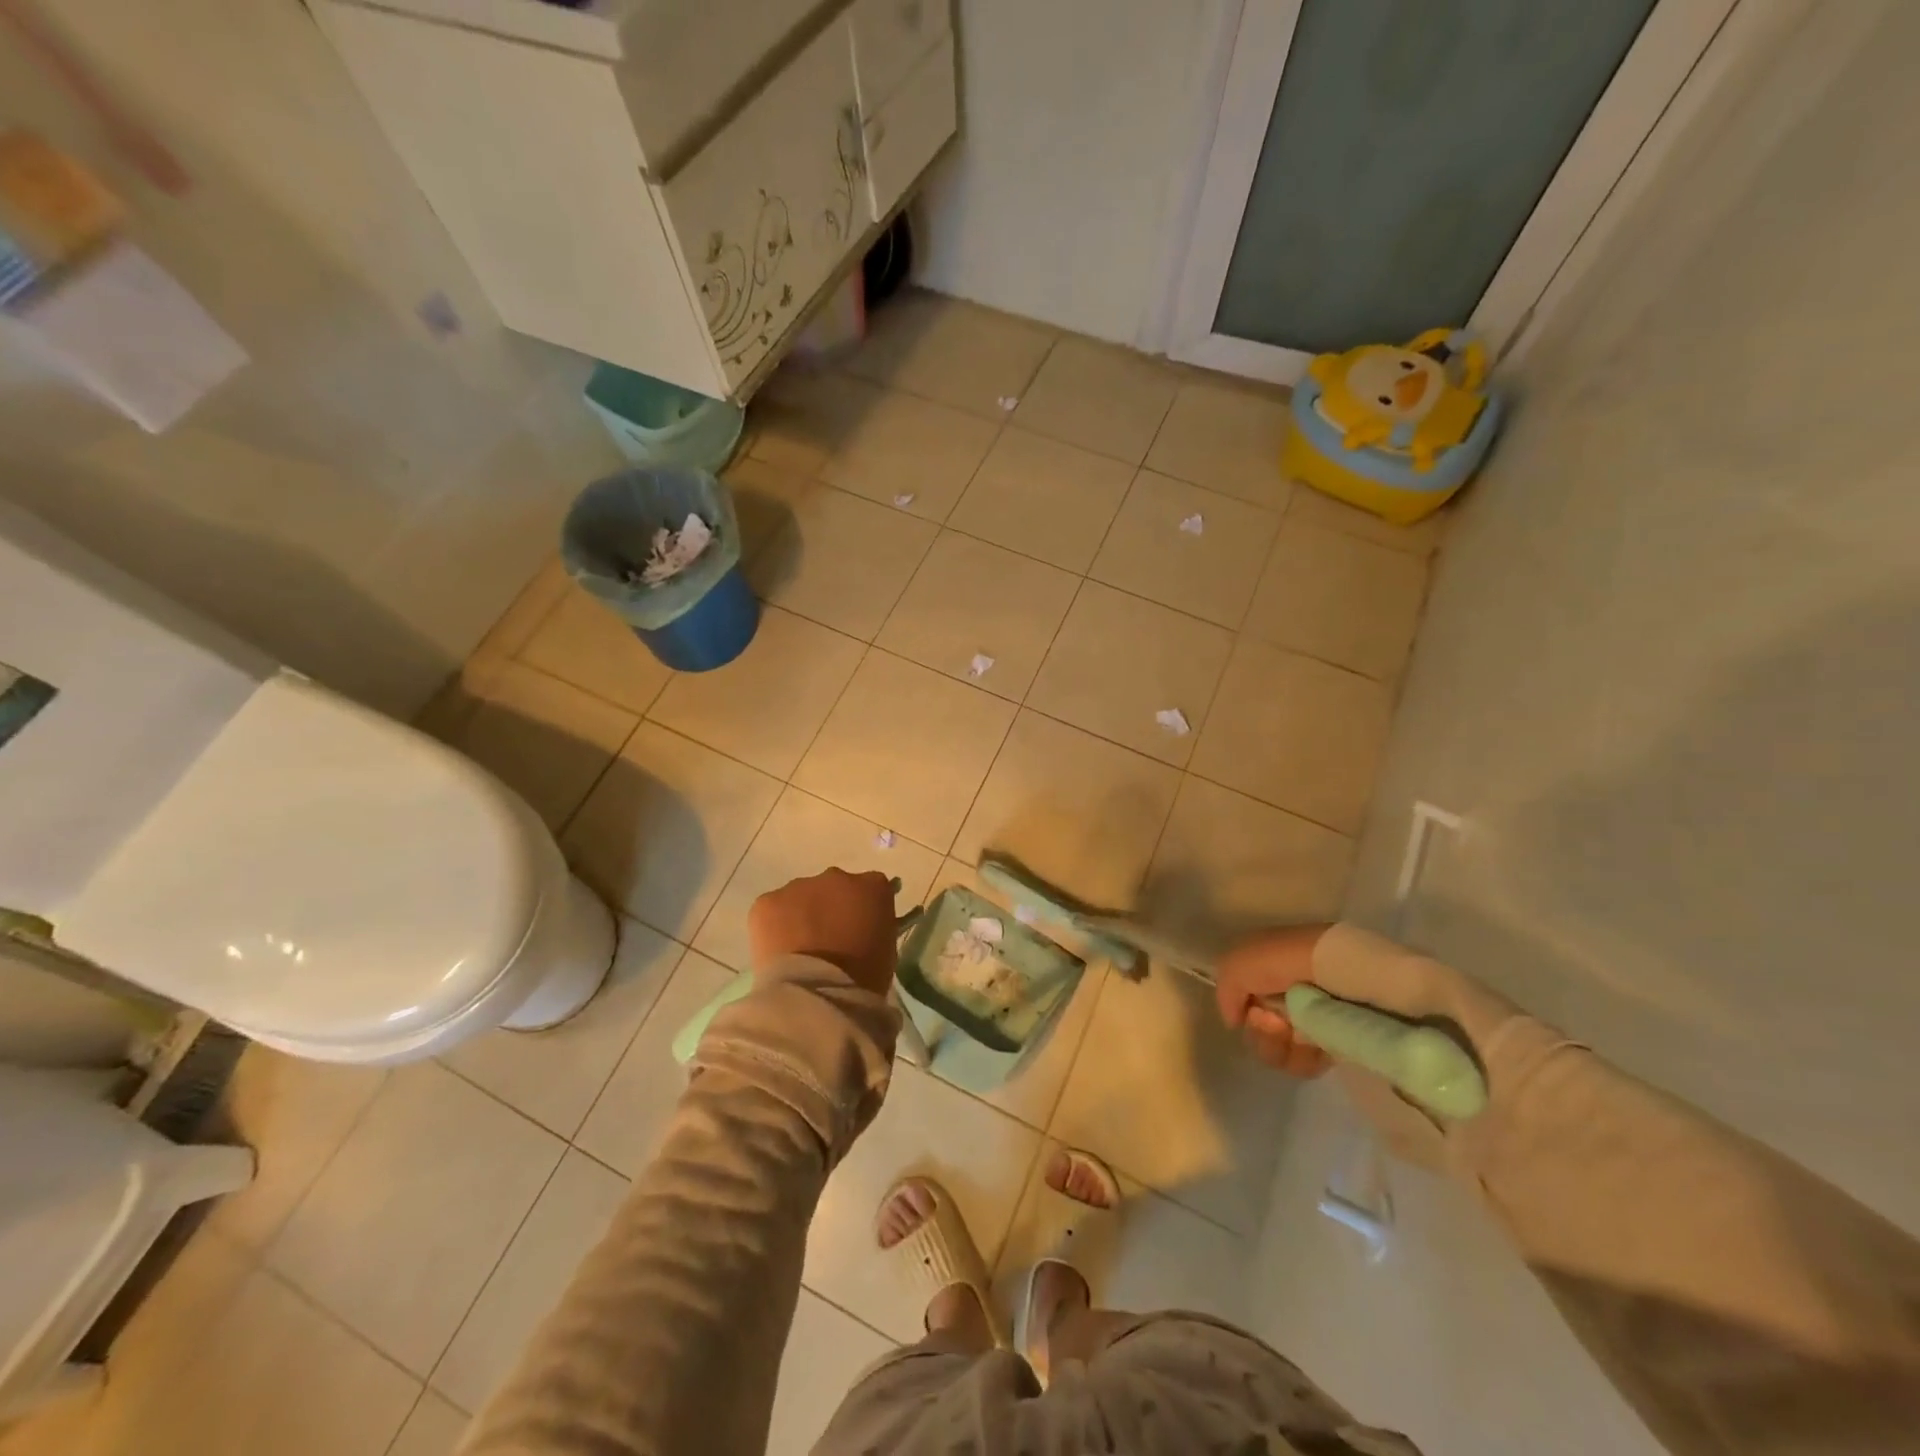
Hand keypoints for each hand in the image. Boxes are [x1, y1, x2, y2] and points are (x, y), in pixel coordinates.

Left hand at [748, 868, 898, 995]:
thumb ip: (875, 925)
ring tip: (799, 951)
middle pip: (834, 887)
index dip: (862, 909)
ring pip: (800, 897)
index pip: (871, 887)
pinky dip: (774, 927)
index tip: (858, 930)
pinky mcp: (767, 901)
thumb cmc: (863, 978)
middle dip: (830, 908)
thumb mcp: (887, 948)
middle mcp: (837, 877)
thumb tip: (862, 926)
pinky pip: (772, 909)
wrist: (818, 994)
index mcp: (873, 886)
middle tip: (827, 941)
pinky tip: (778, 952)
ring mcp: (799, 886)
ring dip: (801, 916)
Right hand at [1214, 925, 1335, 1076]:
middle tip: (1276, 1022)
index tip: (1253, 1012)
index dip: (1241, 1013)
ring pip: (1278, 1053)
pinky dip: (1305, 1058)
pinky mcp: (1332, 1041)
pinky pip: (1305, 1064)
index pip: (1240, 1008)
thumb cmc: (1281, 960)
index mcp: (1261, 976)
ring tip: (1297, 1032)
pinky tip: (1313, 1044)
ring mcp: (1308, 1021)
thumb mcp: (1236, 964)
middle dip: (1262, 1034)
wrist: (1335, 968)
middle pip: (1257, 1035)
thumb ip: (1225, 992)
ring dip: (1281, 1047)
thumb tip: (1234, 1023)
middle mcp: (1282, 998)